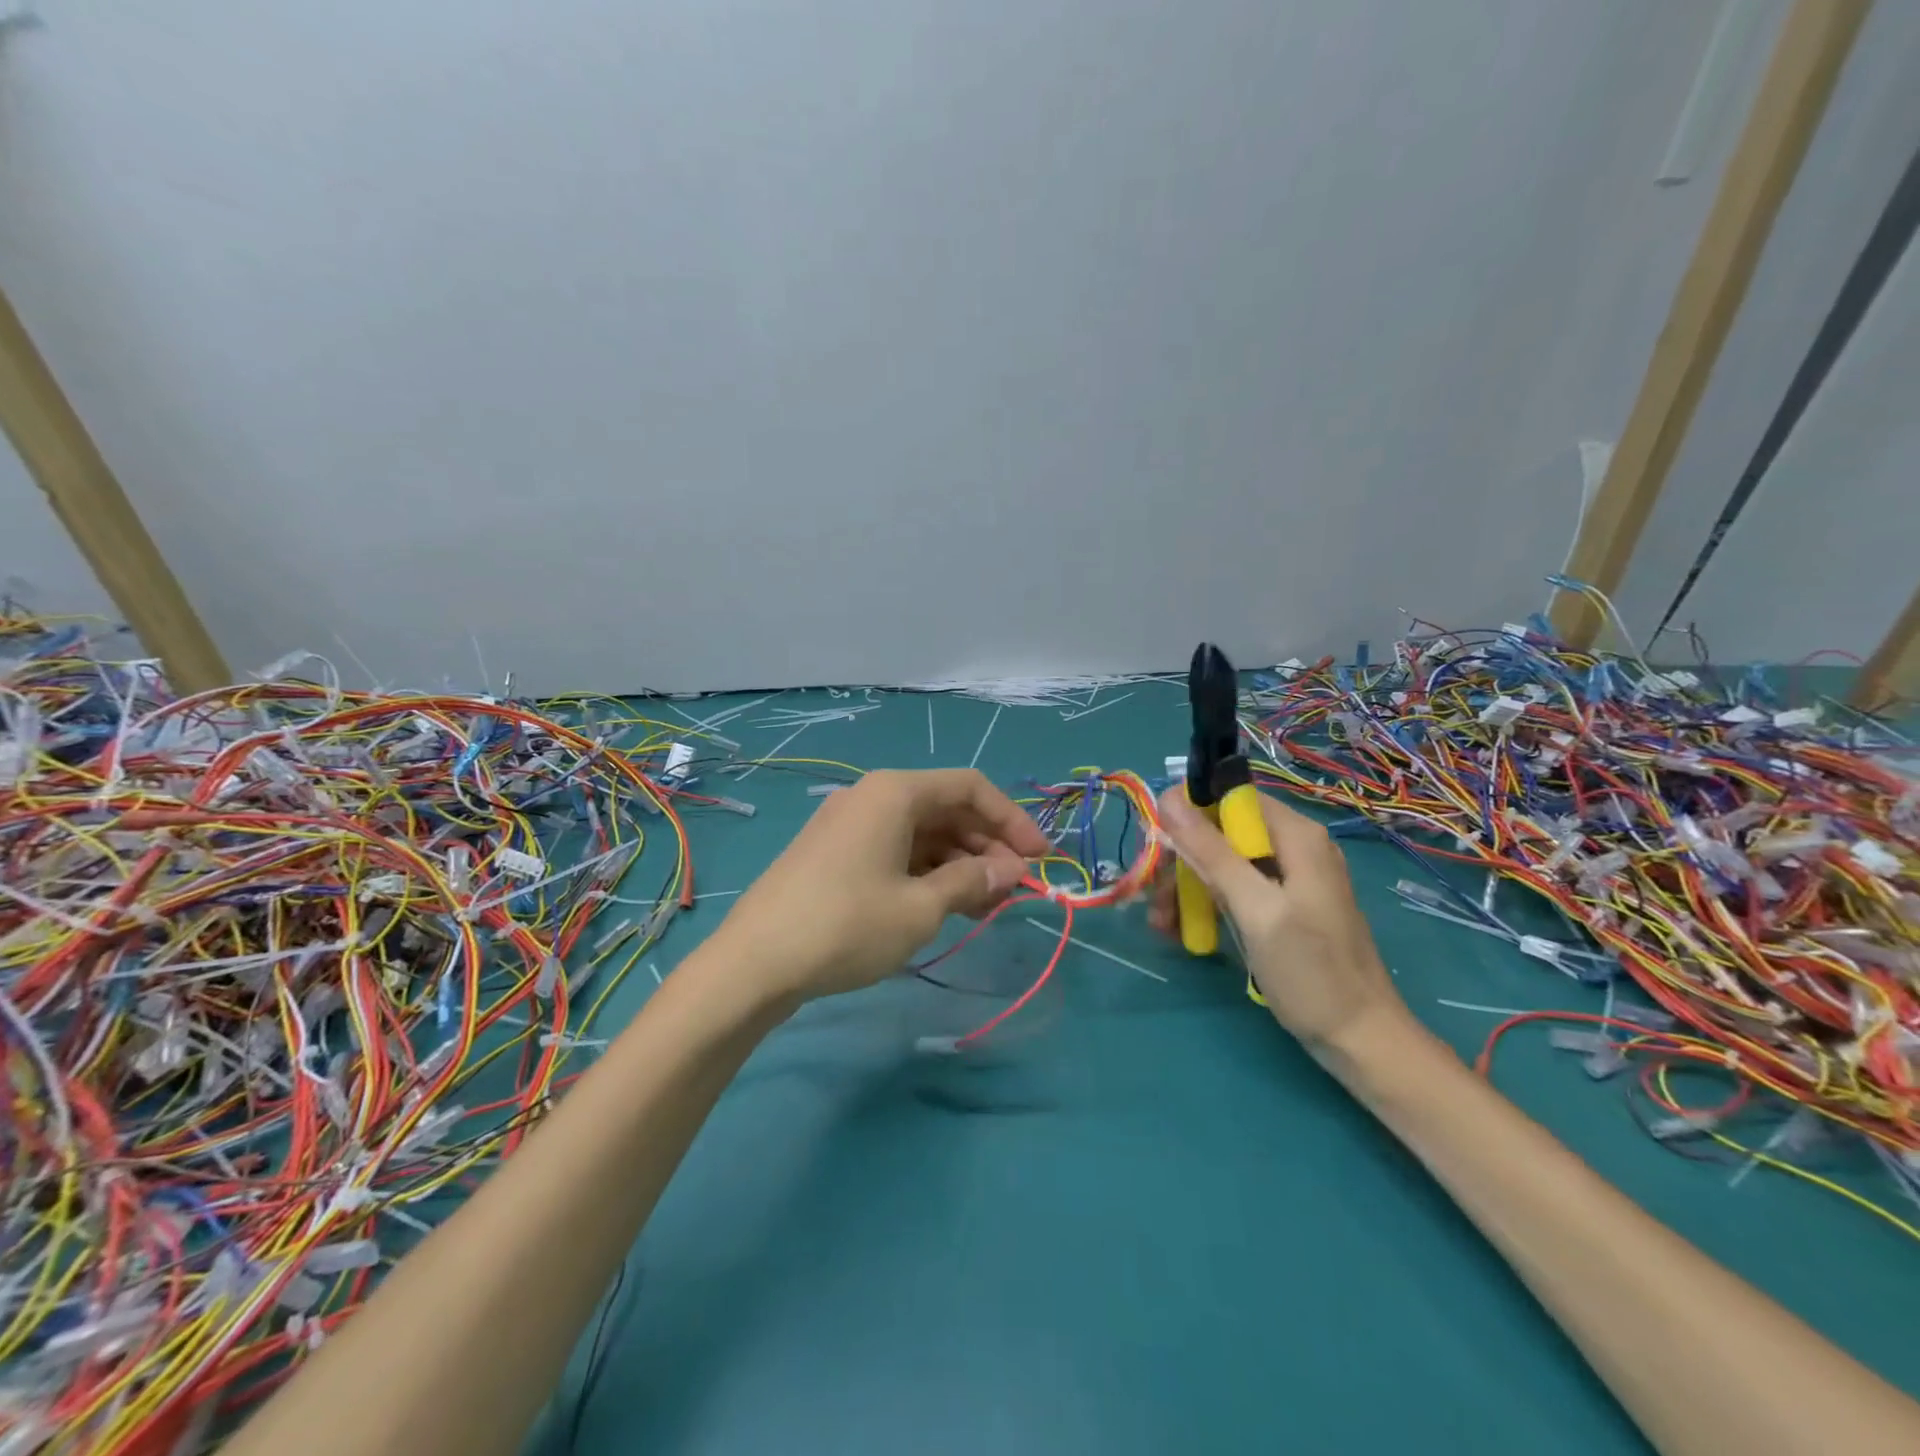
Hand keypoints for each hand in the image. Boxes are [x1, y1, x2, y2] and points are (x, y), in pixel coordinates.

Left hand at [715, 768, 1051, 1000]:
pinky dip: (927, 872)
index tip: (1039, 860)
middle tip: (1014, 890)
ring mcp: (850, 824)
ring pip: (922, 833)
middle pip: (946, 809)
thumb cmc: (846, 926)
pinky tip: (943, 904)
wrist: (754, 963)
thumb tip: (1012, 871)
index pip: (971, 788)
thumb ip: (972, 882)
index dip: (1012, 820)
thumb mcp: (920, 908)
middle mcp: (872, 797)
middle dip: (986, 846)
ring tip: (985, 905)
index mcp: (894, 792)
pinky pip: (896, 850)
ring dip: (959, 863)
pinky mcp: (835, 853)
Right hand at [1151, 786, 1411, 1057]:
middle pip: (1220, 831)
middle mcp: (1292, 846)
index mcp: (1296, 835)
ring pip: (1220, 862)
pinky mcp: (1279, 905)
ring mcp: (1287, 877)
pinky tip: (1182, 930)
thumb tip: (1169, 797)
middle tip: (1154, 899)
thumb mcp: (1255, 909)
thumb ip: (1212, 852)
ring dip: (1186, 887)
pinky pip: (1233, 888)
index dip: (1187, 814)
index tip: (1157, 845)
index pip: (1229, 797)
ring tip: (1162, 925)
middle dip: (1182, 861)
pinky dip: (1206, 904)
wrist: (1359, 1041)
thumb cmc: (1310, 973)